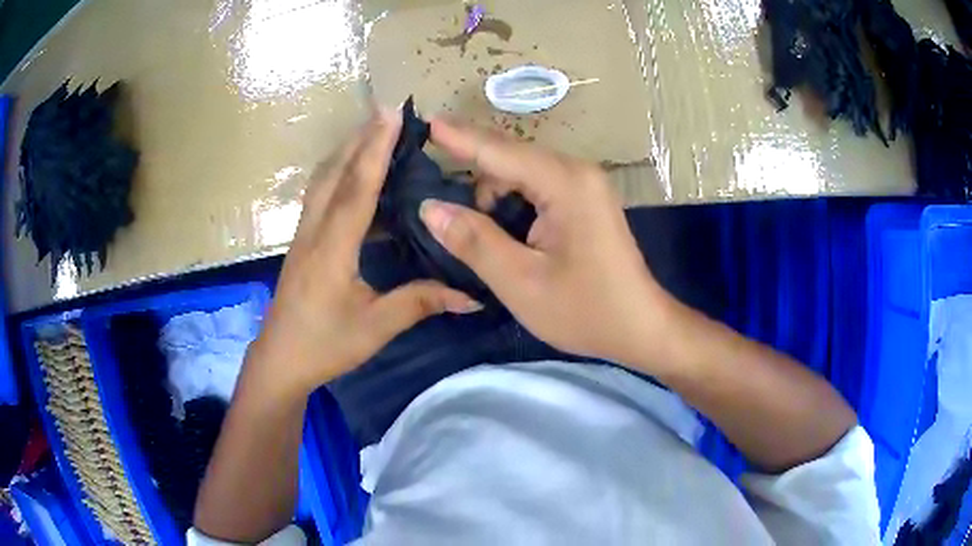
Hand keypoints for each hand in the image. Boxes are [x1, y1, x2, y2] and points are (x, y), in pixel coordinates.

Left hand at [249, 109, 480, 396]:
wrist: (280, 359)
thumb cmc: (325, 345)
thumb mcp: (375, 327)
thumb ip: (421, 303)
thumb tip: (472, 296)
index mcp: (332, 249)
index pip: (357, 189)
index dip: (376, 149)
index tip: (392, 115)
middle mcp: (314, 231)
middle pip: (335, 172)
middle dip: (361, 138)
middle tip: (388, 111)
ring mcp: (304, 234)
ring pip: (323, 180)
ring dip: (347, 151)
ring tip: (374, 132)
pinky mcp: (303, 242)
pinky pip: (320, 195)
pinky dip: (339, 174)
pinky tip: (357, 176)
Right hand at [419, 119, 678, 369]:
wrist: (640, 327)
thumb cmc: (585, 310)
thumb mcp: (521, 282)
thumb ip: (474, 241)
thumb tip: (430, 208)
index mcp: (565, 183)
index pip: (499, 151)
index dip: (457, 138)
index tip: (423, 122)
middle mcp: (576, 172)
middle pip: (510, 157)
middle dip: (470, 166)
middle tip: (431, 186)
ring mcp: (583, 184)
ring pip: (522, 172)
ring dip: (491, 192)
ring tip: (471, 229)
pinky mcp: (584, 200)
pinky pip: (537, 186)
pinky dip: (511, 201)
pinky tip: (500, 229)